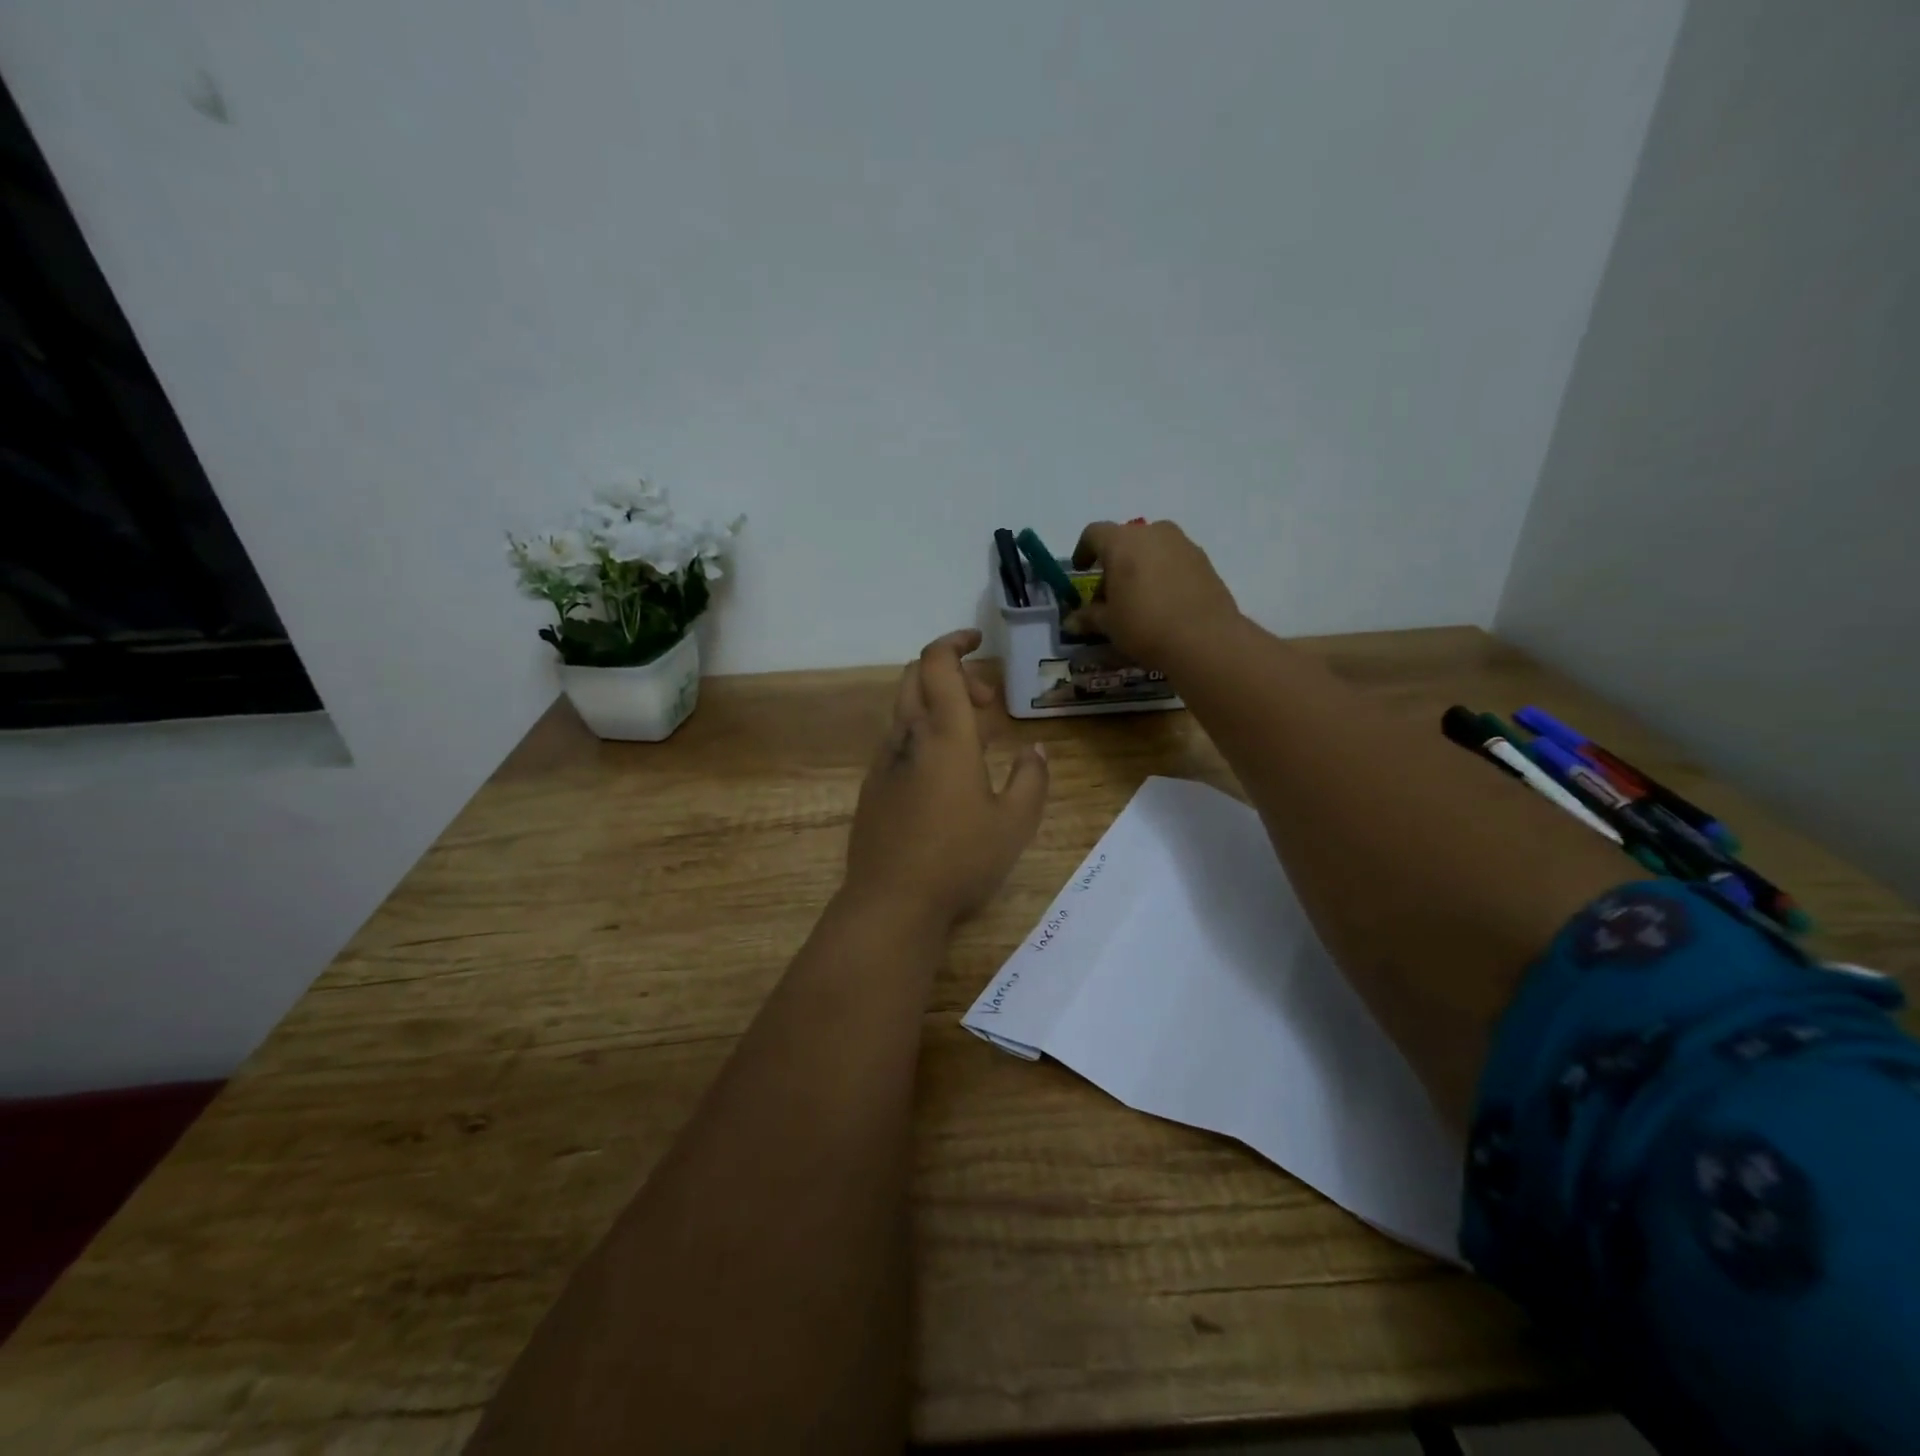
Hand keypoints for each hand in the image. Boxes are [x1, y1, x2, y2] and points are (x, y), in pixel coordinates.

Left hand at [843, 629, 1049, 930]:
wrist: (891, 902)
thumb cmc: (959, 859)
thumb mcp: (1015, 823)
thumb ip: (1032, 779)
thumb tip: (1036, 750)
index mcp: (945, 735)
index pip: (938, 663)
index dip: (954, 641)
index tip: (977, 640)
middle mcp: (908, 736)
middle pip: (915, 676)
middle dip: (949, 672)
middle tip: (985, 701)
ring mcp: (884, 760)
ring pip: (904, 708)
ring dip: (935, 704)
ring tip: (972, 739)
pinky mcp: (873, 784)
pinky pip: (898, 739)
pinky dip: (922, 732)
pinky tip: (944, 772)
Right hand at [1066, 520, 1240, 669]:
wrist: (1205, 639)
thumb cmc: (1145, 626)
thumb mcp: (1109, 625)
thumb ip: (1088, 617)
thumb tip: (1071, 621)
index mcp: (1122, 542)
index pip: (1093, 533)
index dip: (1083, 550)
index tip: (1081, 570)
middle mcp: (1153, 533)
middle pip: (1125, 540)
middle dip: (1114, 563)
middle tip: (1110, 594)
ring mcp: (1183, 544)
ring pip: (1152, 548)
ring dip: (1140, 567)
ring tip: (1139, 599)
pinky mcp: (1204, 560)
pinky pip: (1174, 560)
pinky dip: (1163, 573)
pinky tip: (1164, 602)